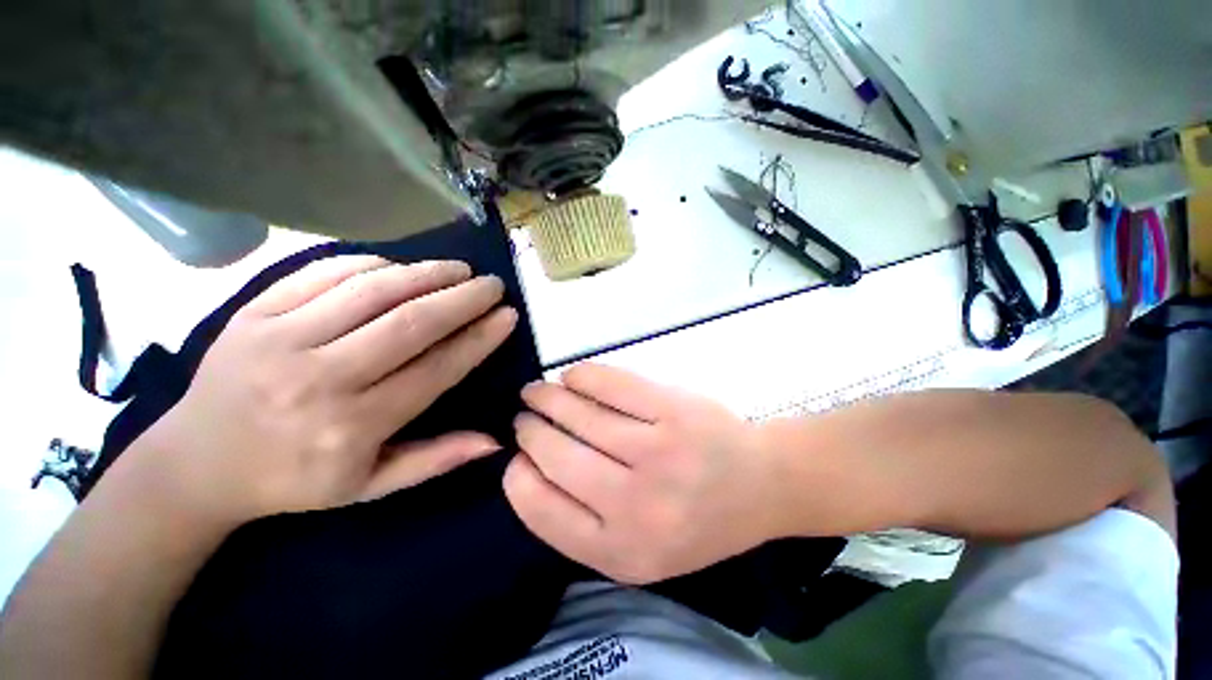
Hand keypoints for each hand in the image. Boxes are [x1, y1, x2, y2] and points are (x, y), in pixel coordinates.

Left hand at [127, 255, 516, 528]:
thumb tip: (494, 440)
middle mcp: (319, 379)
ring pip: (372, 290)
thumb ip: (435, 460)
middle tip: (492, 284)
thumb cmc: (293, 481)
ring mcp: (279, 339)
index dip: (479, 338)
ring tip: (459, 269)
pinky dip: (370, 263)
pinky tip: (399, 266)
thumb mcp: (369, 487)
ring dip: (426, 273)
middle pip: (410, 323)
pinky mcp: (253, 313)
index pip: (436, 369)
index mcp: (352, 427)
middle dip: (463, 298)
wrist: (195, 465)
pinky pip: (322, 273)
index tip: (507, 316)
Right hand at [504, 364, 787, 583]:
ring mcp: (658, 451)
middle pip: (558, 456)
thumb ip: (585, 522)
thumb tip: (531, 467)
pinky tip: (572, 376)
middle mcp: (636, 505)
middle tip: (524, 416)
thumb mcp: (639, 549)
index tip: (517, 456)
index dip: (518, 476)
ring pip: (580, 415)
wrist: (761, 485)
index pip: (542, 509)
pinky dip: (583, 376)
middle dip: (530, 431)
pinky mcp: (674, 409)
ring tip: (537, 392)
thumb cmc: (697, 519)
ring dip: (548, 398)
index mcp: (621, 551)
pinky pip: (612, 384)